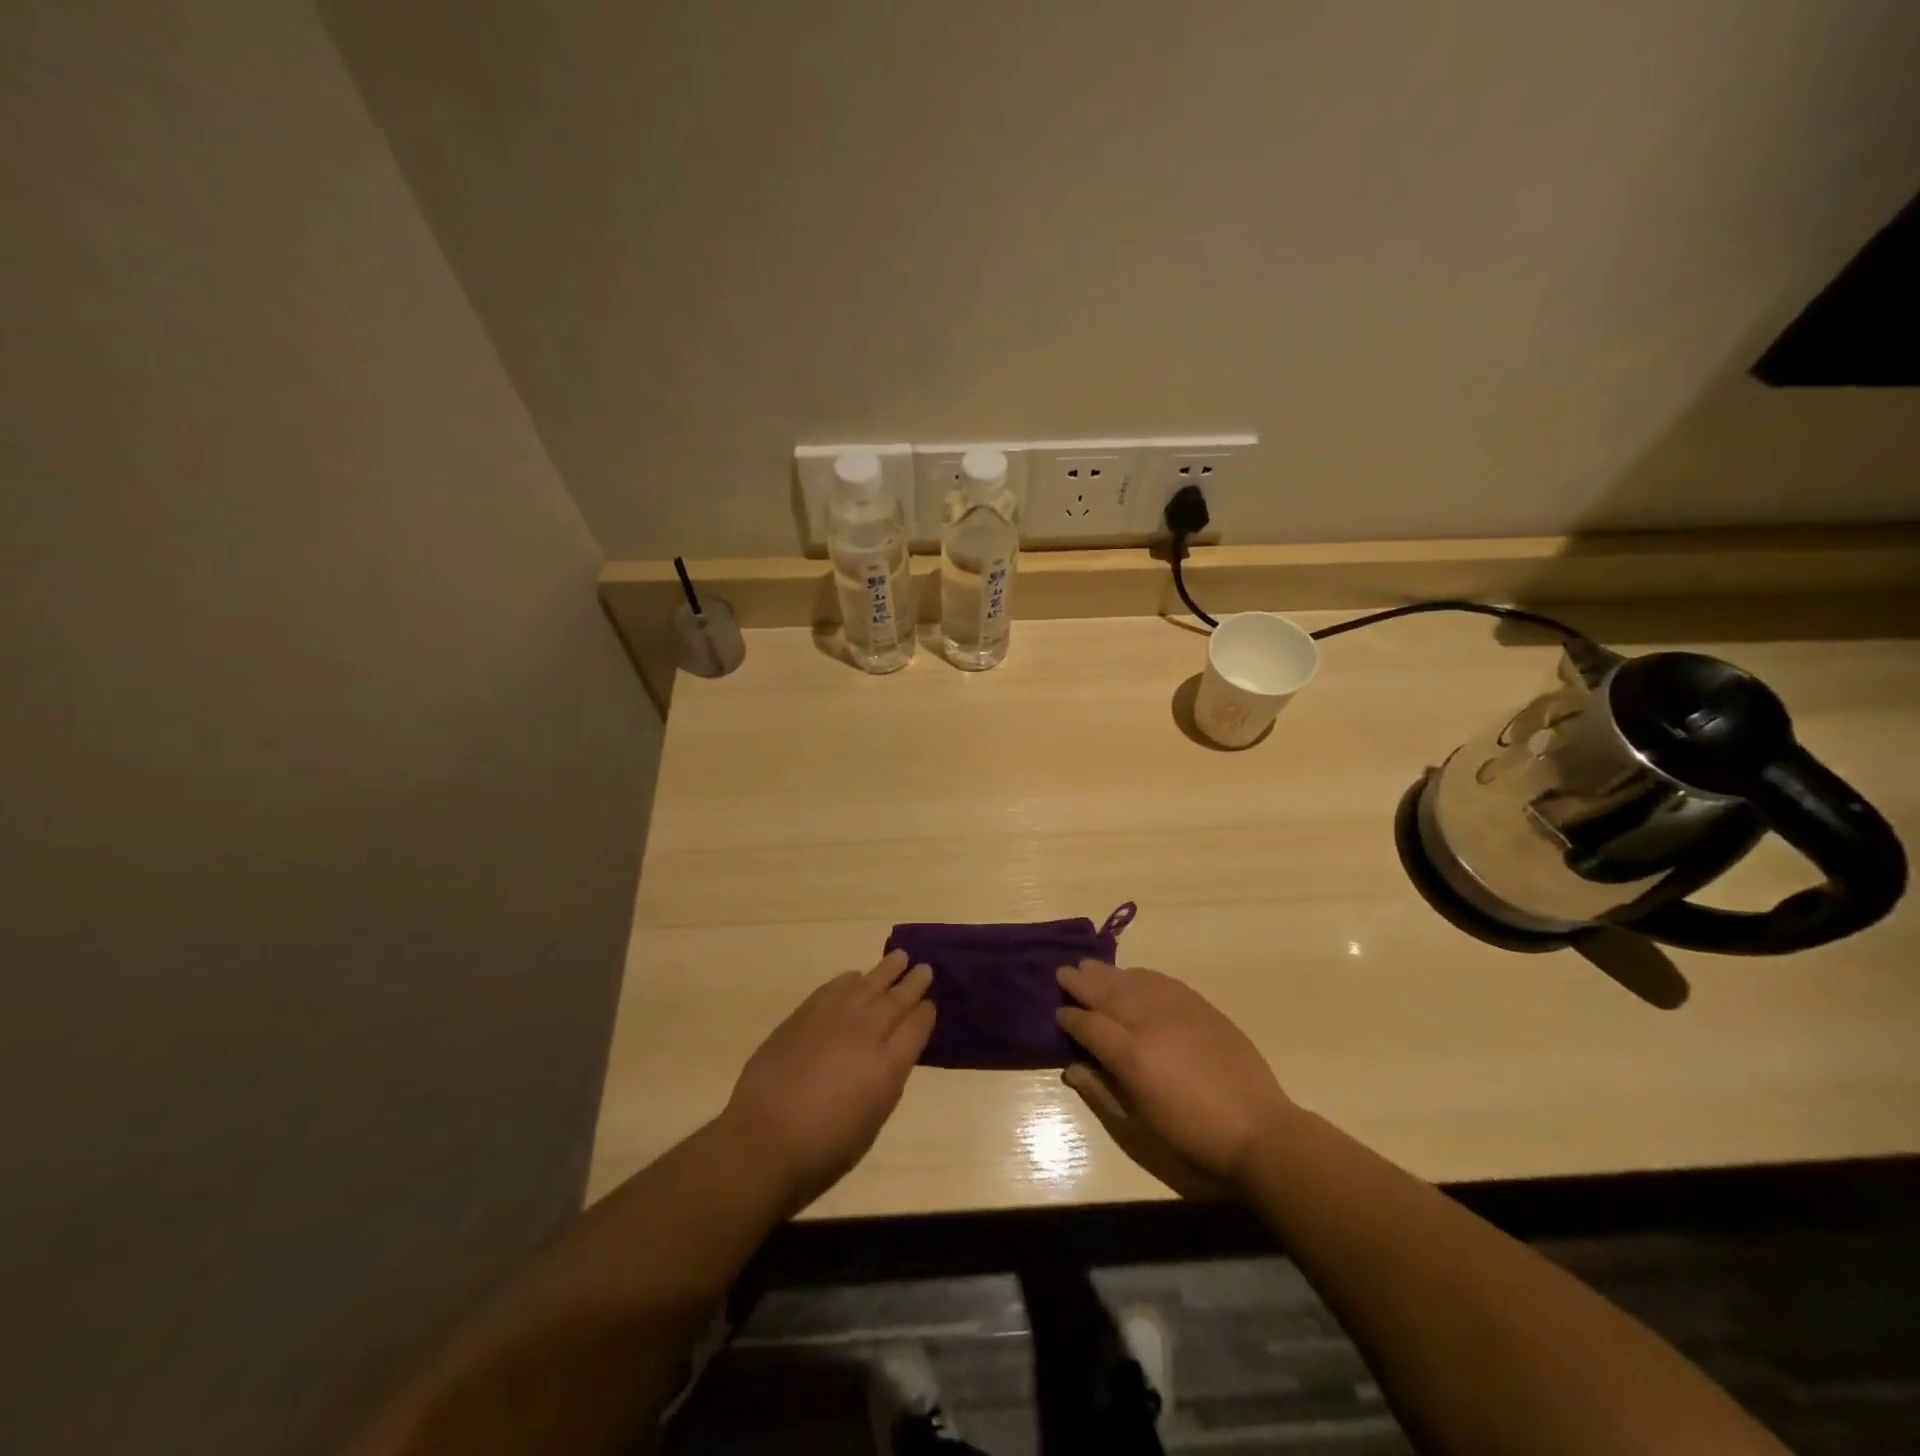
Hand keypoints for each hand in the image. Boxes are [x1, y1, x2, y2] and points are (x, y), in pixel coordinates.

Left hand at [721, 951, 934, 1213]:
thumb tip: (891, 1055)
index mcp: (890, 1064)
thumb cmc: (824, 1148)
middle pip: (898, 998)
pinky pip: (836, 986)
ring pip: (869, 983)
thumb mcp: (872, 1121)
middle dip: (914, 982)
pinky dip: (851, 979)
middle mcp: (868, 1032)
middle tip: (924, 968)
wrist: (764, 1140)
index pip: (918, 1025)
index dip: (927, 1013)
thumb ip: (886, 1080)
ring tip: (899, 957)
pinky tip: (856, 977)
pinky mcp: (806, 1013)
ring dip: (887, 970)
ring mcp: (836, 1017)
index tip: (930, 1005)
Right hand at [1056, 961, 1295, 1191]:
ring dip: (1107, 973)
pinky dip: (1141, 975)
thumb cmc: (1192, 1138)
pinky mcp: (1200, 1006)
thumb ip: (1102, 1092)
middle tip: (1063, 973)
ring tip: (1089, 965)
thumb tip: (1072, 1068)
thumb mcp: (1139, 1126)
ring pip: (1132, 981)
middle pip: (1106, 993)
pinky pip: (1161, 981)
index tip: (1058, 1013)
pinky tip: (1132, 974)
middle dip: (1081, 982)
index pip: (1089, 1026)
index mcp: (1131, 1056)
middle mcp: (1149, 1024)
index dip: (1070, 1018)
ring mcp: (1177, 1010)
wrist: (1258, 1130)